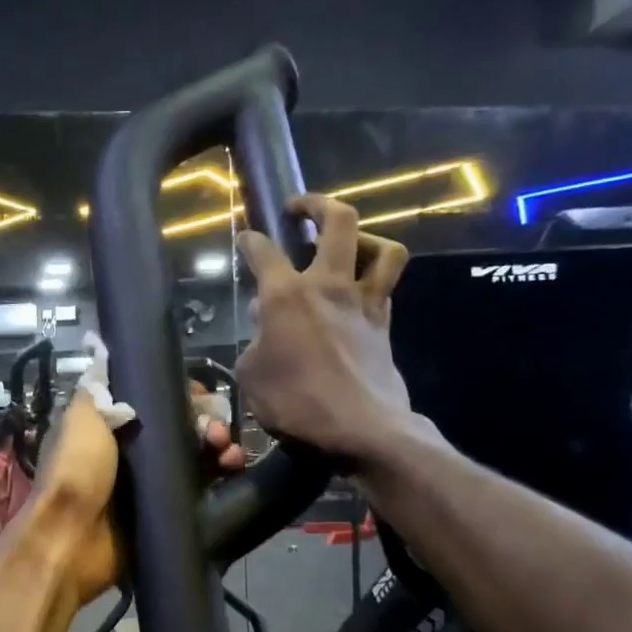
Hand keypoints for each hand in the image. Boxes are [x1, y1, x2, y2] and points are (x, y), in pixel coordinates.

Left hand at [29, 388, 243, 606]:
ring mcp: (149, 483)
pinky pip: (199, 489)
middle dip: (206, 422)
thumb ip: (96, 391)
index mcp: (108, 426)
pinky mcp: (164, 511)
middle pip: (180, 427)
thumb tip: (106, 355)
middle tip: (218, 431)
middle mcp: (130, 451)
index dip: (180, 396)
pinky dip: (219, 477)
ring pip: (194, 456)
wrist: (72, 542)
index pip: (154, 401)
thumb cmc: (74, 474)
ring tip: (228, 452)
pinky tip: (232, 471)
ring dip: (218, 447)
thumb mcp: (80, 420)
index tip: (200, 395)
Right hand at [236, 194, 423, 462]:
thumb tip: (265, 321)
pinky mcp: (385, 323)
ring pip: (383, 247)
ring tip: (347, 245)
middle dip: (317, 204)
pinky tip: (357, 293)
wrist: (361, 428)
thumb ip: (255, 341)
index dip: (250, 240)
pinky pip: (386, 285)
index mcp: (286, 295)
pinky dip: (372, 280)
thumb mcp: (251, 375)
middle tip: (300, 209)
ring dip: (365, 237)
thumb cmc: (295, 402)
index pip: (263, 251)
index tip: (246, 238)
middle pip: (338, 220)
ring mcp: (364, 301)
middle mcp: (328, 285)